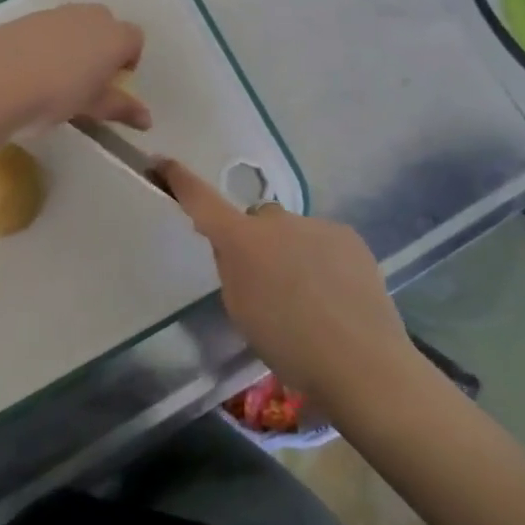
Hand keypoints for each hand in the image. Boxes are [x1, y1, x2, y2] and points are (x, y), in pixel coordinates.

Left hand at [0, 4, 148, 132]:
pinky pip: (48, 27)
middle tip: (88, 78)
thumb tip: (147, 120)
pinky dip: (47, 42)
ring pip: (75, 23)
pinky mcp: (26, 17)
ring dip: (74, 43)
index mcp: (113, 36)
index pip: (135, 39)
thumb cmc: (56, 95)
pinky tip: (31, 68)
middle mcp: (89, 16)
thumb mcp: (91, 106)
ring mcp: (56, 13)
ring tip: (57, 75)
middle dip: (102, 46)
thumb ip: (120, 108)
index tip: (113, 83)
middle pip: (106, 24)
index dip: (128, 60)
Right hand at [155, 160, 416, 407]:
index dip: (179, 179)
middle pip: (255, 221)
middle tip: (268, 282)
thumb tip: (232, 246)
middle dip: (256, 241)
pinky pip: (322, 240)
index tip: (161, 161)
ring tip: (311, 297)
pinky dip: (321, 259)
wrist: (362, 363)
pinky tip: (336, 294)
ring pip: (291, 232)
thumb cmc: (288, 344)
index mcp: (241, 241)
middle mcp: (276, 221)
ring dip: (291, 252)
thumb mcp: (240, 309)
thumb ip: (231, 268)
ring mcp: (315, 224)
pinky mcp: (348, 235)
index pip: (201, 200)